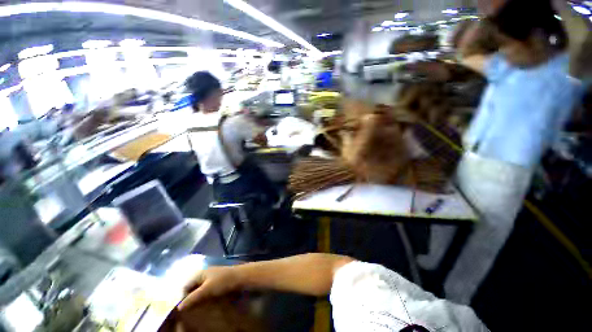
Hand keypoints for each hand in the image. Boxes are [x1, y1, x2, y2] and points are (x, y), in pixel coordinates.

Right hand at [178, 266, 240, 309]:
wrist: (241, 277)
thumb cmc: (222, 281)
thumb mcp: (206, 290)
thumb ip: (192, 298)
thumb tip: (178, 308)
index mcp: (200, 273)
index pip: (185, 286)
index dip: (181, 297)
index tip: (179, 310)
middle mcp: (204, 274)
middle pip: (192, 287)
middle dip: (188, 298)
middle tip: (186, 311)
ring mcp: (212, 277)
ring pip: (199, 289)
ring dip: (196, 298)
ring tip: (194, 309)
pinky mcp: (218, 282)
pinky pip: (207, 290)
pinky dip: (204, 297)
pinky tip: (204, 304)